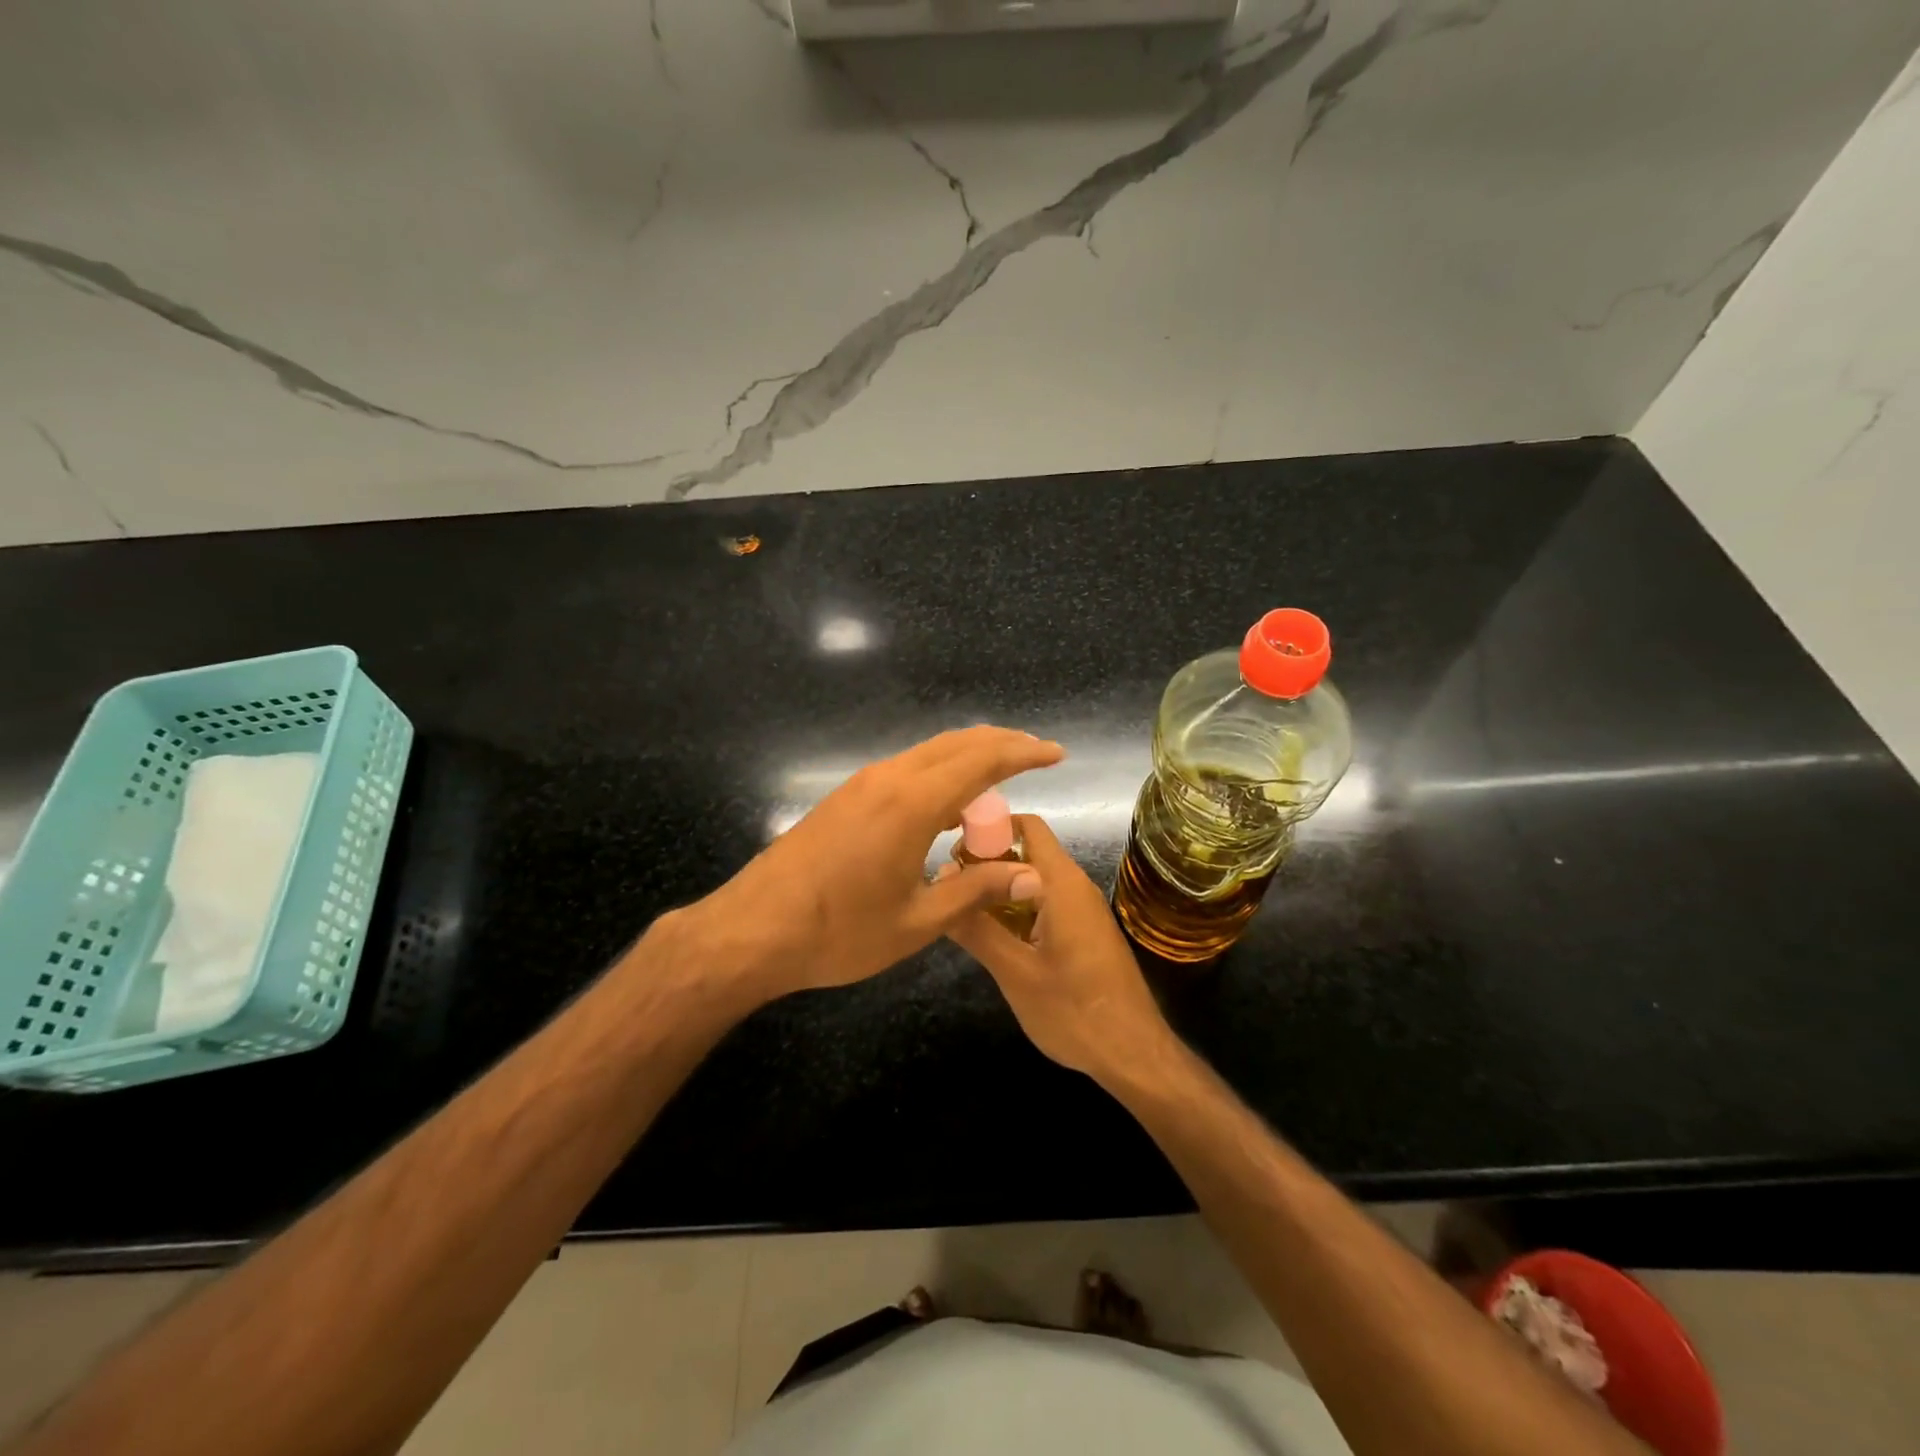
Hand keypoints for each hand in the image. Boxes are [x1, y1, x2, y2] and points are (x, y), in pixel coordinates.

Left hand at [690, 726, 1063, 1003]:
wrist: (752, 930)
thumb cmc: (839, 932)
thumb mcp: (917, 921)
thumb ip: (977, 890)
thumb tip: (1033, 876)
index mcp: (912, 803)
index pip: (982, 761)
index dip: (1024, 753)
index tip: (1056, 754)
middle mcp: (889, 779)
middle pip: (956, 744)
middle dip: (1001, 743)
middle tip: (1037, 753)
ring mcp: (862, 785)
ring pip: (928, 753)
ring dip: (969, 757)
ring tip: (1001, 775)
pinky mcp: (845, 798)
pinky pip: (905, 770)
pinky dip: (939, 773)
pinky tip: (948, 805)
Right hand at [945, 814, 1171, 1083]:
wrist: (1133, 1055)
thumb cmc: (1074, 1011)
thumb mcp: (1015, 971)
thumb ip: (976, 927)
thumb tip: (939, 882)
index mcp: (1061, 883)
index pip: (1026, 826)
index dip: (987, 827)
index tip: (949, 848)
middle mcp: (1074, 886)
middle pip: (1026, 851)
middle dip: (985, 862)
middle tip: (946, 887)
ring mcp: (1081, 909)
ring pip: (1032, 880)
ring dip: (997, 888)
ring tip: (959, 909)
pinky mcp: (1082, 931)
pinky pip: (1043, 903)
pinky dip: (1014, 908)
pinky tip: (990, 935)